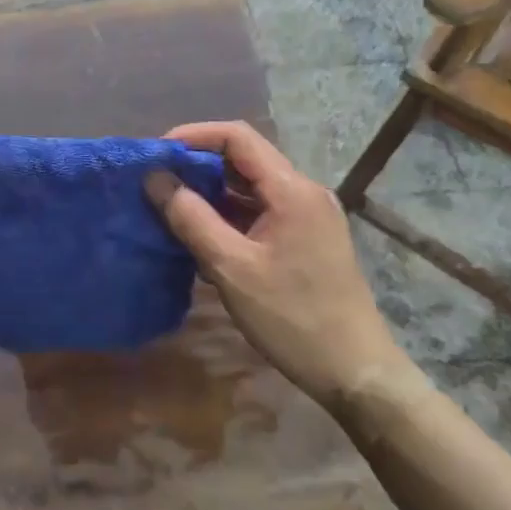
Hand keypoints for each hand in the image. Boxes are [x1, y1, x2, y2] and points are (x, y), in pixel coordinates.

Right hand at [147, 121, 407, 404]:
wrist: (356, 373)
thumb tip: (154, 178)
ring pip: (249, 186)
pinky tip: (200, 235)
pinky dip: (227, 214)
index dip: (194, 136)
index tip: (156, 155)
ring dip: (210, 191)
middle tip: (156, 181)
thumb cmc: (293, 318)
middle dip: (197, 165)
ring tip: (170, 206)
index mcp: (292, 190)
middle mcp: (303, 192)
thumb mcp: (232, 268)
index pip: (237, 138)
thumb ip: (191, 218)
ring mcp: (307, 216)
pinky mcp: (305, 238)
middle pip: (243, 159)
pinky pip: (259, 210)